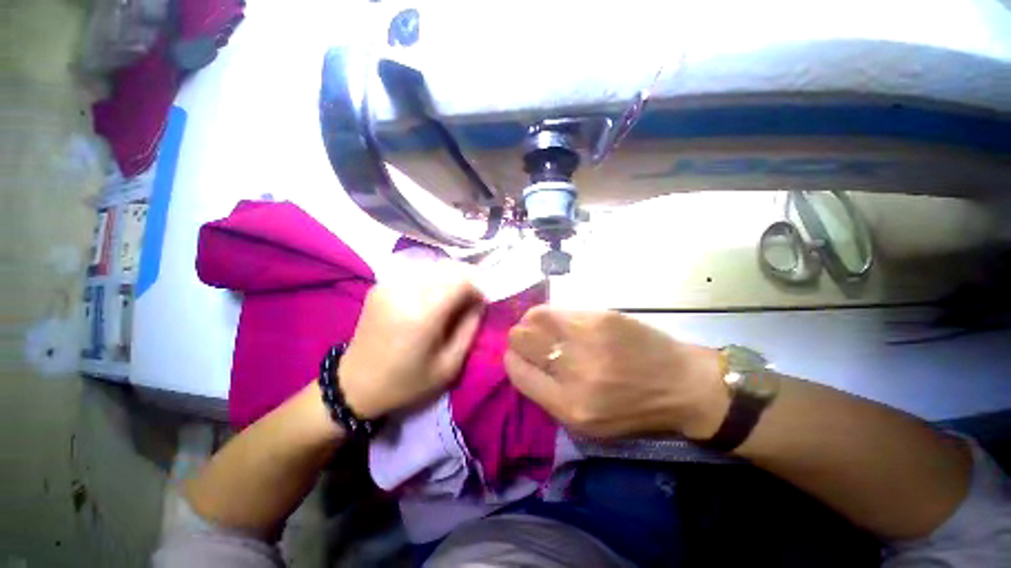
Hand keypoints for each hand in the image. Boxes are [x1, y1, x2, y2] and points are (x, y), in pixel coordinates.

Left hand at [339, 270, 484, 418]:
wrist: (355, 385)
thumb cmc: (406, 382)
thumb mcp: (449, 365)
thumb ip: (470, 328)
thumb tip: (480, 301)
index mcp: (422, 314)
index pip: (461, 280)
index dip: (477, 287)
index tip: (480, 302)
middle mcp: (404, 291)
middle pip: (448, 268)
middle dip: (466, 279)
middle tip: (470, 299)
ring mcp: (389, 285)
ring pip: (434, 266)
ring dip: (450, 278)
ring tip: (453, 299)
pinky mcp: (381, 285)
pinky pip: (417, 272)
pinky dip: (433, 279)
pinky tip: (432, 297)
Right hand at [505, 308, 728, 438]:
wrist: (683, 385)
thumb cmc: (634, 410)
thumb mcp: (588, 424)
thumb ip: (549, 395)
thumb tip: (522, 363)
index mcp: (568, 405)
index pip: (517, 372)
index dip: (511, 361)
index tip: (518, 357)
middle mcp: (574, 370)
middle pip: (520, 338)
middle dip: (519, 339)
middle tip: (531, 341)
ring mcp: (588, 337)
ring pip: (535, 317)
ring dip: (532, 322)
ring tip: (543, 327)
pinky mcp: (602, 317)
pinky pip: (560, 310)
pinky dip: (554, 315)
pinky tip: (564, 321)